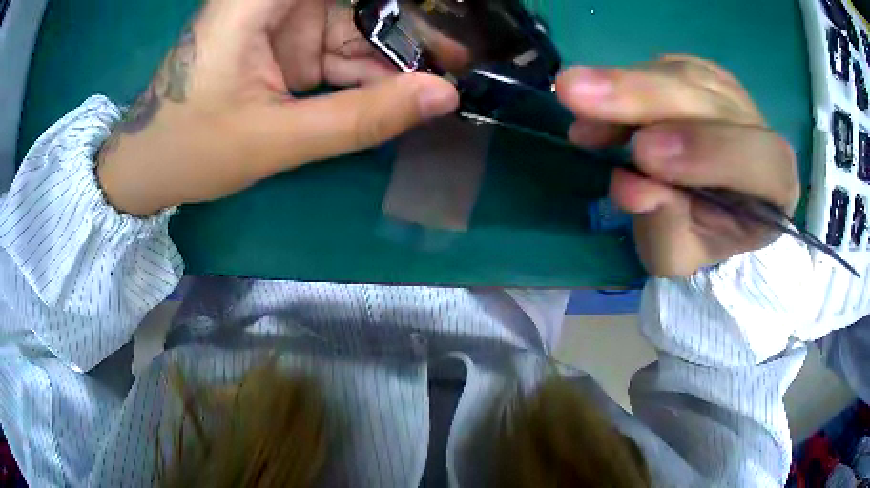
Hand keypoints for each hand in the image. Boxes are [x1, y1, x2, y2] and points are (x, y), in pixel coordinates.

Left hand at [97, 0, 458, 215]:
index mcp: (258, 2)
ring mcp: (282, 23)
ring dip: (395, 55)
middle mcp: (273, 2)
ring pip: (356, 26)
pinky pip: (339, 51)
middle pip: (358, 1)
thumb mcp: (276, 139)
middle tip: (460, 55)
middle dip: (409, 26)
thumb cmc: (192, 150)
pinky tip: (399, 93)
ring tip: (443, 79)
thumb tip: (445, 97)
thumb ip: (361, 118)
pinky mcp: (284, 47)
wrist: (149, 169)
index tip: (452, 11)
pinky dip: (368, 73)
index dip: (403, 2)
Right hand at [555, 56, 799, 276]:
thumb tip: (629, 186)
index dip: (708, 152)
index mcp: (775, 188)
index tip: (643, 155)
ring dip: (624, 86)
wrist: (710, 205)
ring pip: (682, 75)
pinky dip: (624, 82)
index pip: (760, 161)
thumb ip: (664, 228)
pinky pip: (663, 67)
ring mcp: (731, 96)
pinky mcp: (702, 75)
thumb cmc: (702, 237)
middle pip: (713, 101)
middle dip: (645, 97)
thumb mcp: (680, 256)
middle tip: (578, 93)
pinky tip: (598, 106)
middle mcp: (761, 130)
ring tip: (576, 105)